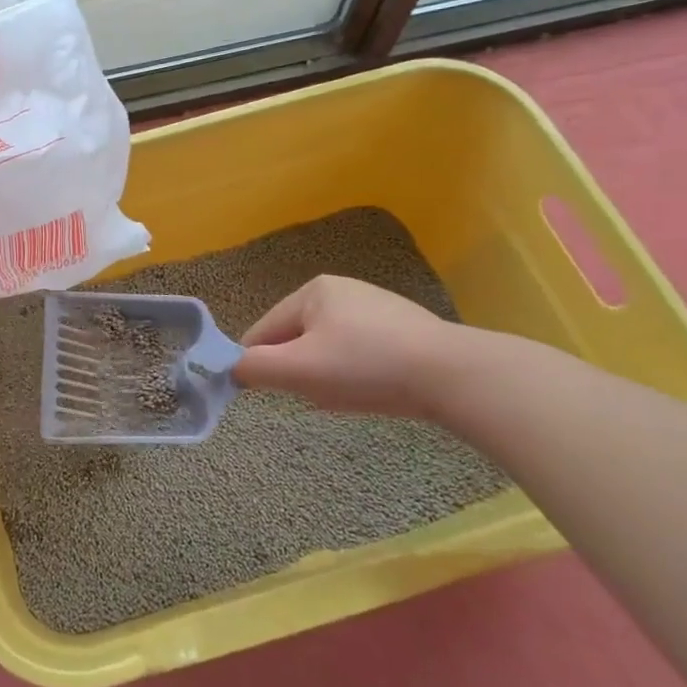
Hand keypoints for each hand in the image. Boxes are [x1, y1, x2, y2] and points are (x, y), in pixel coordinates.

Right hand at [232, 275, 459, 418]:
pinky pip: (360, 351)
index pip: (264, 330)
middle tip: (315, 396)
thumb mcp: (299, 370)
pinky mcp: (404, 328)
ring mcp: (376, 307)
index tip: (264, 393)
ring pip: (328, 348)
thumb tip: (232, 369)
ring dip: (327, 375)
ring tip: (347, 396)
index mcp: (312, 291)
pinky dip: (356, 372)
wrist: (454, 374)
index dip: (258, 363)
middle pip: (297, 339)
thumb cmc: (366, 366)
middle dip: (299, 370)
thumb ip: (255, 368)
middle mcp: (342, 290)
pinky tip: (373, 389)